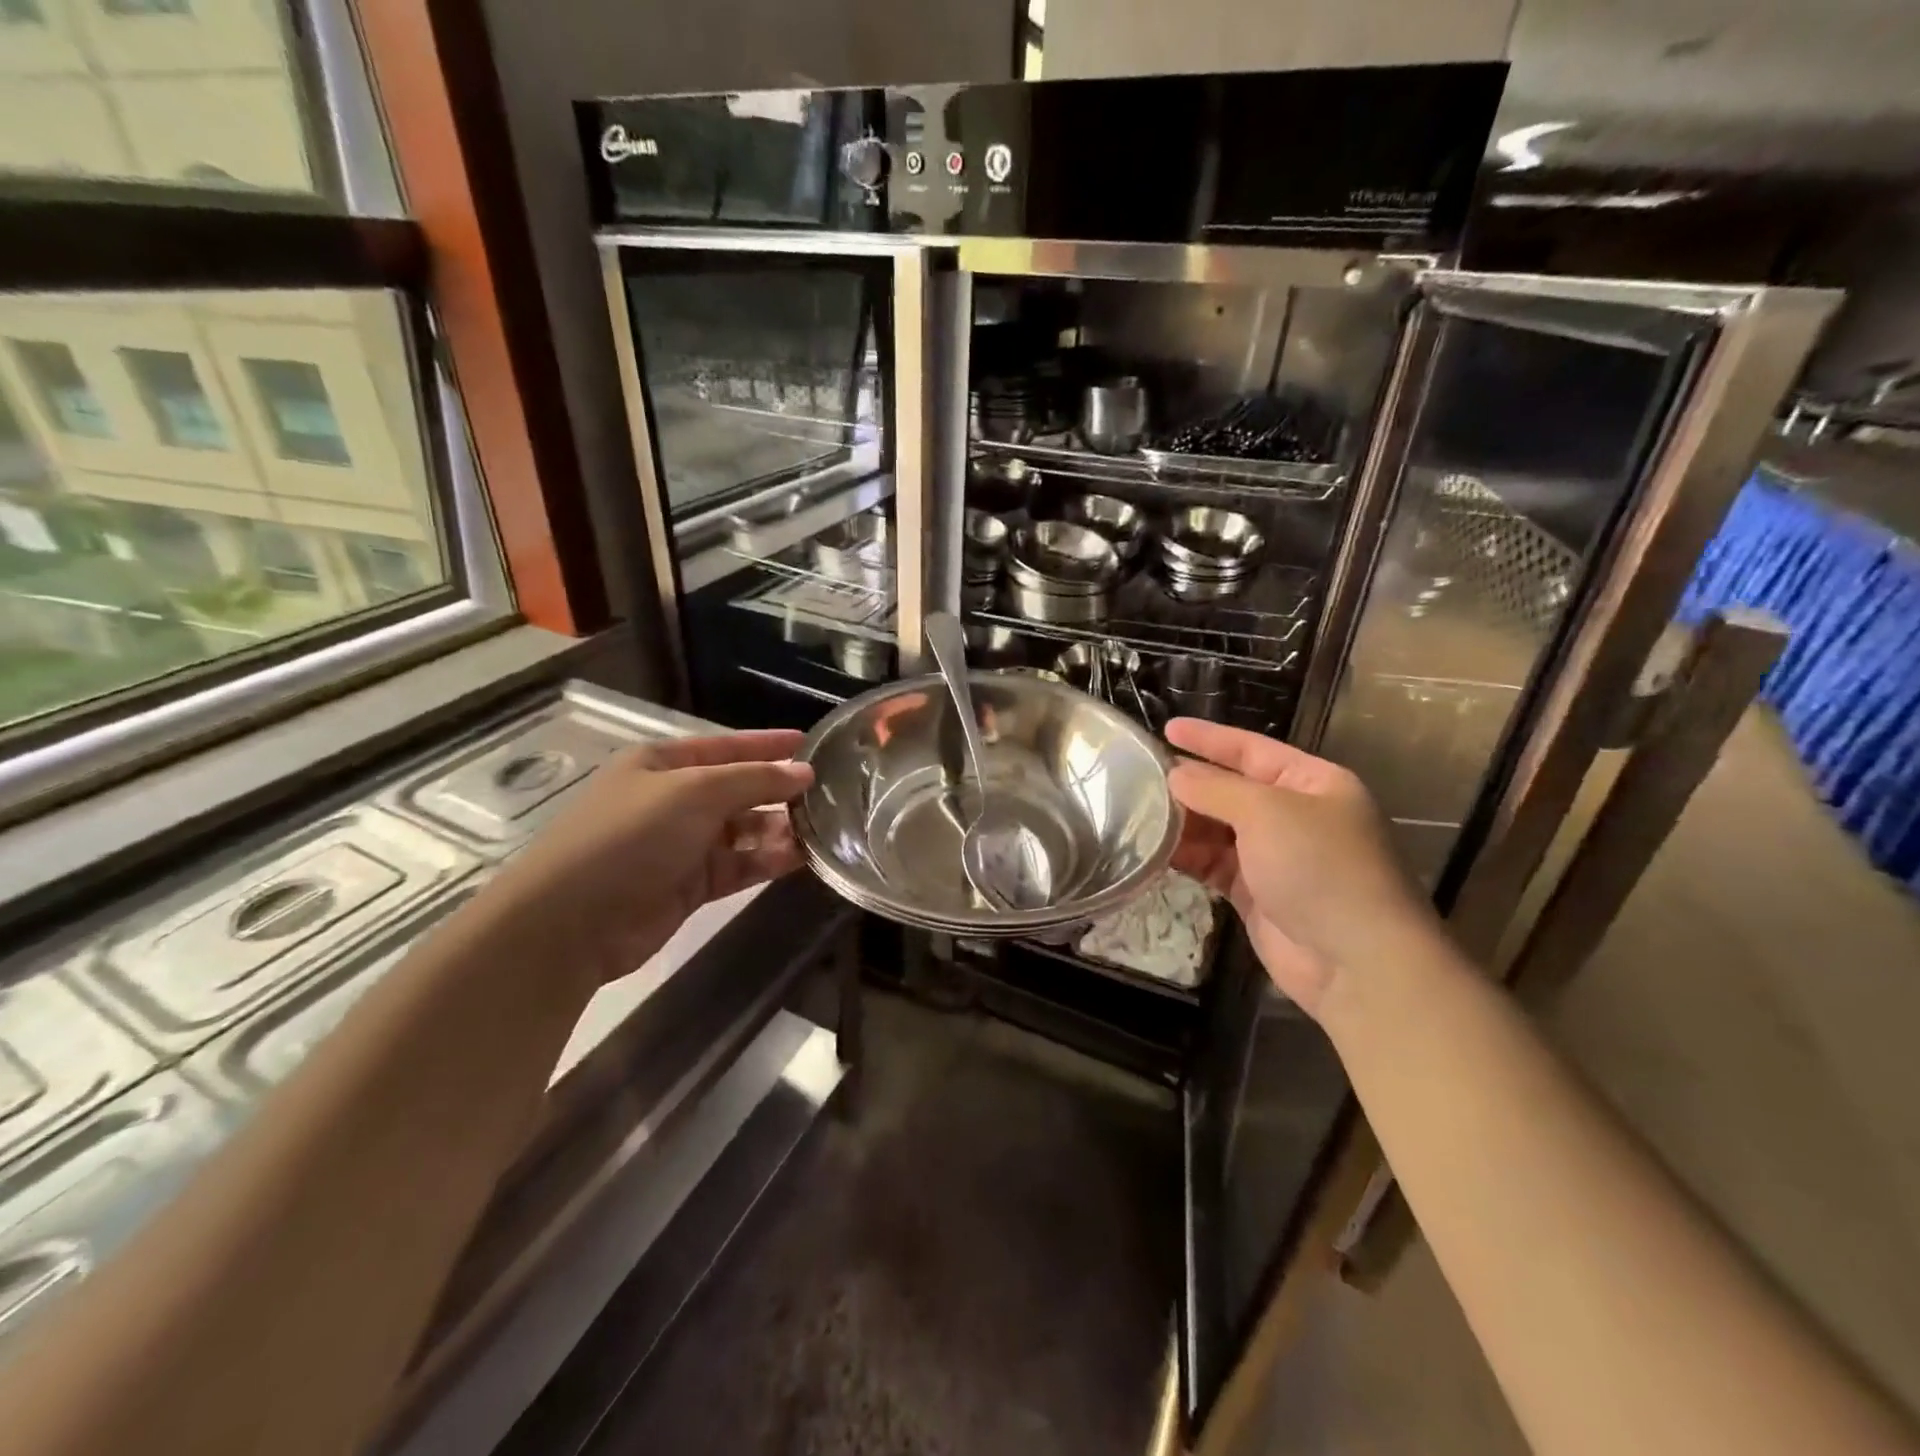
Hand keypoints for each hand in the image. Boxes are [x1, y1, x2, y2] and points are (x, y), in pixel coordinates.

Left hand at [486, 730, 814, 986]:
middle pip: (738, 789)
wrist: (571, 922)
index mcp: (662, 764)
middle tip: (830, 793)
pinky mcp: (690, 885)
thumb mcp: (694, 793)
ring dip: (779, 829)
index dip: (766, 744)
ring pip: (743, 830)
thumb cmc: (630, 837)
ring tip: (825, 828)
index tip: (810, 743)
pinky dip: (767, 860)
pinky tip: (801, 858)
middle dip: (779, 790)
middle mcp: (673, 800)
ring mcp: (681, 844)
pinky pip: (739, 865)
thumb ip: (753, 780)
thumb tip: (804, 772)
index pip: (725, 746)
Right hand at [1167, 719, 1434, 1018]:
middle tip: (1138, 777)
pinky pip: (1213, 864)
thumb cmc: (1320, 868)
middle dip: (1189, 783)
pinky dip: (1186, 857)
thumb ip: (1215, 788)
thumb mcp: (1267, 812)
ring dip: (1182, 822)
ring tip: (1136, 813)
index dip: (1208, 738)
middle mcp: (1295, 815)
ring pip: (1218, 829)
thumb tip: (1175, 775)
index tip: (1166, 728)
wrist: (1356, 962)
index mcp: (1313, 783)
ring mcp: (1275, 857)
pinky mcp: (1256, 894)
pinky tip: (1153, 850)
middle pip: (1231, 789)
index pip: (1252, 749)